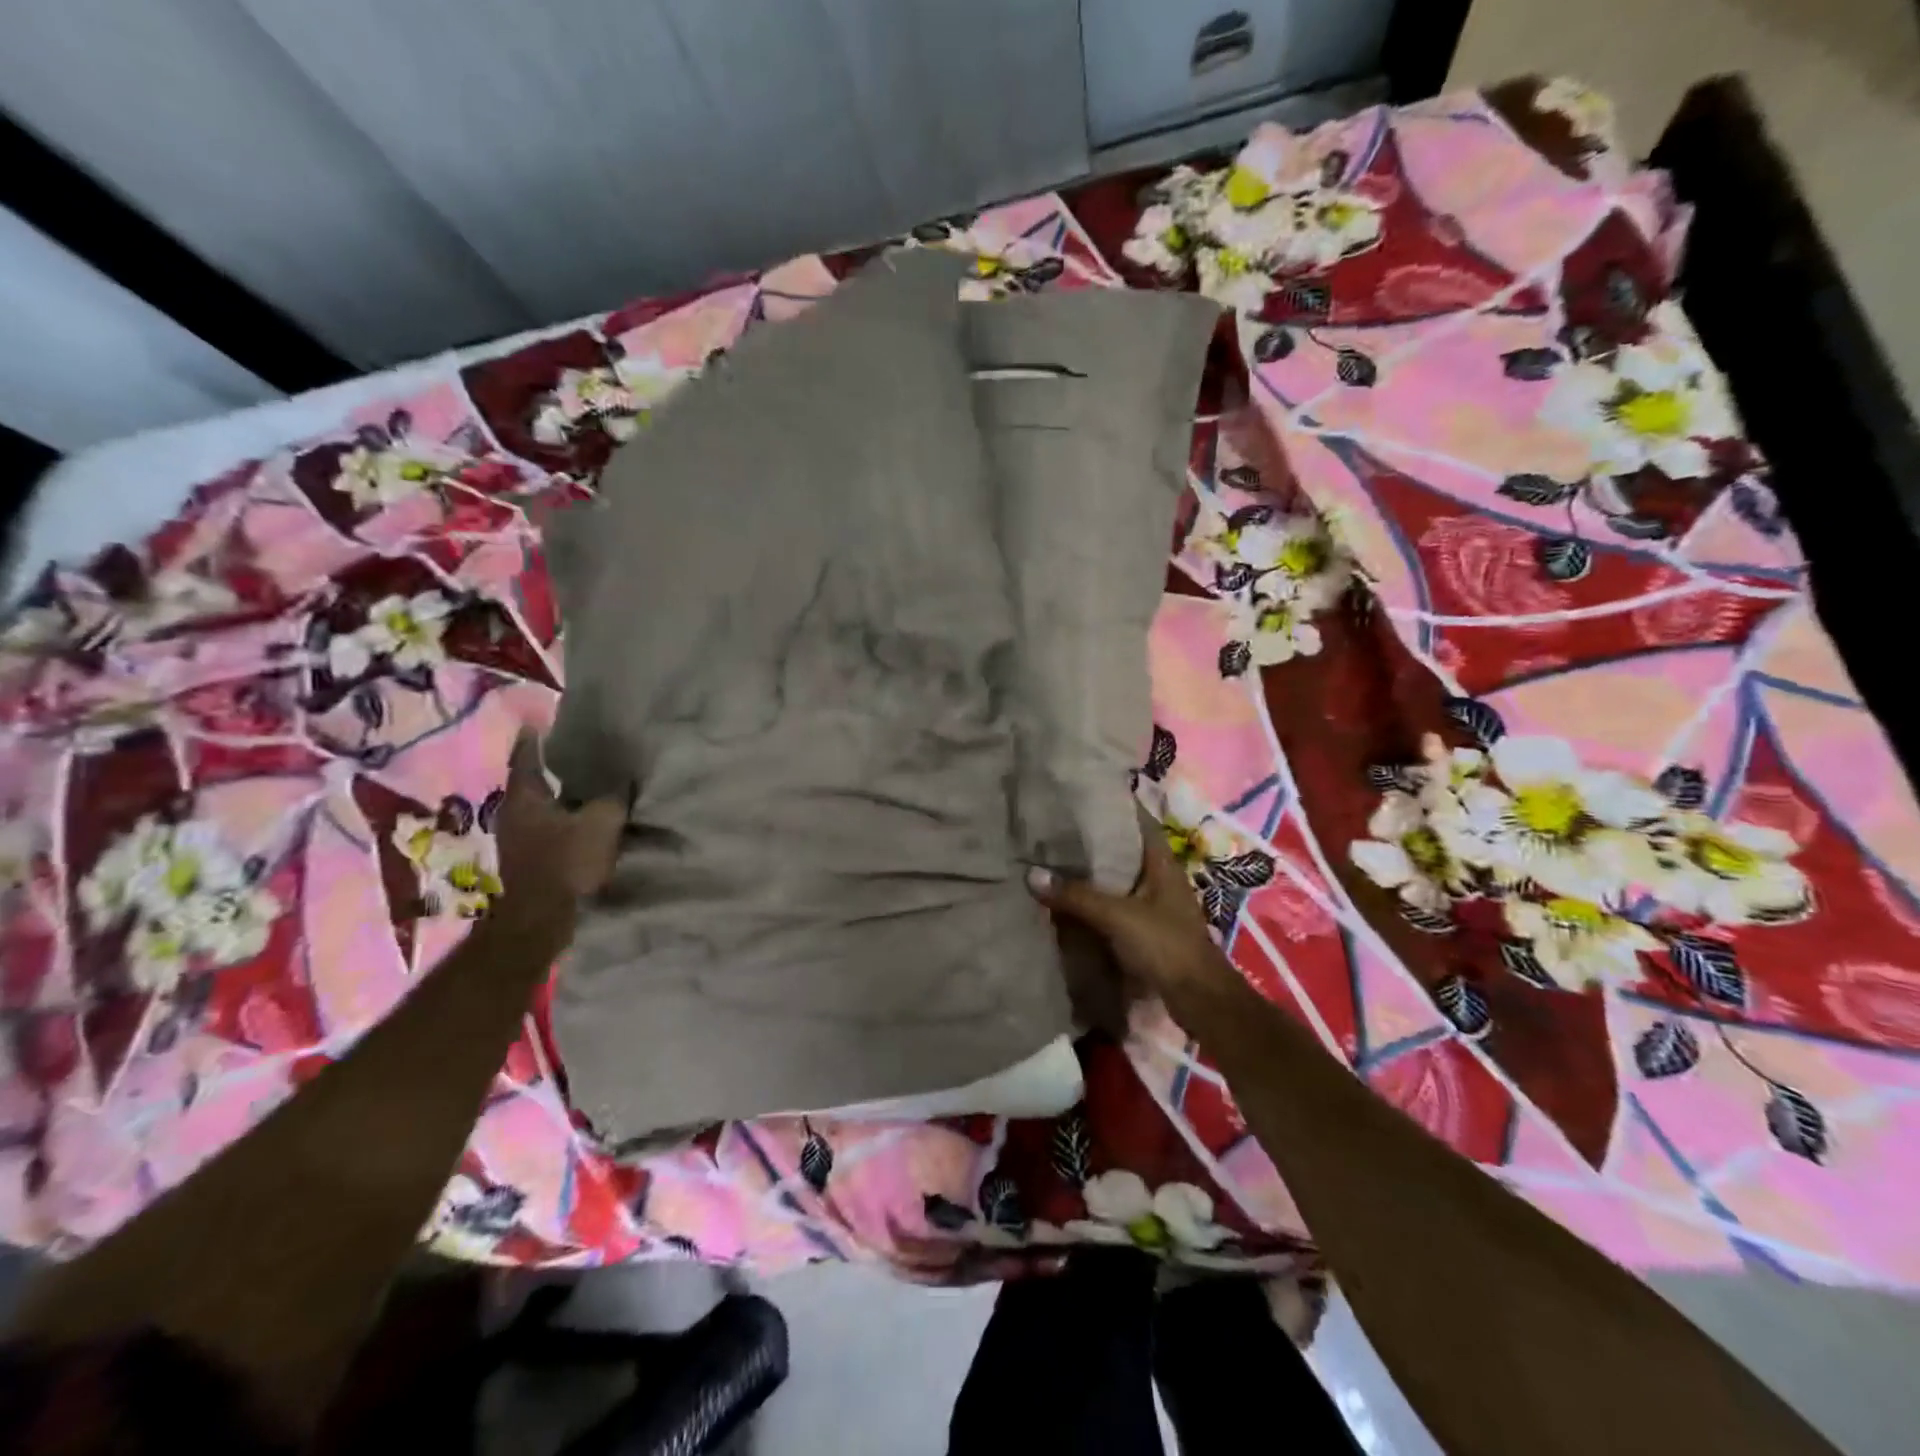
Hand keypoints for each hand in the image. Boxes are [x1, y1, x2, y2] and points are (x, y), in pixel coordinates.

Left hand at [492, 731, 627, 929]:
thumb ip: (613, 796)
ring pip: (545, 806)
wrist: (542, 919)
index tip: (540, 719)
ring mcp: (520, 839)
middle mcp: (516, 813)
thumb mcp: (601, 822)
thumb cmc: (566, 862)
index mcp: (526, 796)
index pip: (526, 756)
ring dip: (564, 795)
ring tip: (590, 783)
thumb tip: (623, 779)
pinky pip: (553, 828)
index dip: (534, 737)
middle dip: (554, 766)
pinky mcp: (532, 859)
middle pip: (535, 781)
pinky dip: (568, 819)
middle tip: (578, 749)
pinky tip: (589, 819)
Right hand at [1025, 815, 1238, 1014]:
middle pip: (1124, 849)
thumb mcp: (1118, 916)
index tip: (1082, 795)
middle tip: (1056, 826)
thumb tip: (1031, 874)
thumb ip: (1076, 895)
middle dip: (1094, 839)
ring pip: (1117, 878)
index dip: (1114, 805)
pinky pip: (1114, 905)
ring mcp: (1154, 904)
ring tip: (1054, 857)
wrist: (1198, 999)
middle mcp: (1159, 877)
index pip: (1138, 821)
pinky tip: (1068, 899)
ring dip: (1092, 871)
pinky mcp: (1146, 929)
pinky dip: (1094, 899)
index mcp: (1161, 862)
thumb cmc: (1166, 945)